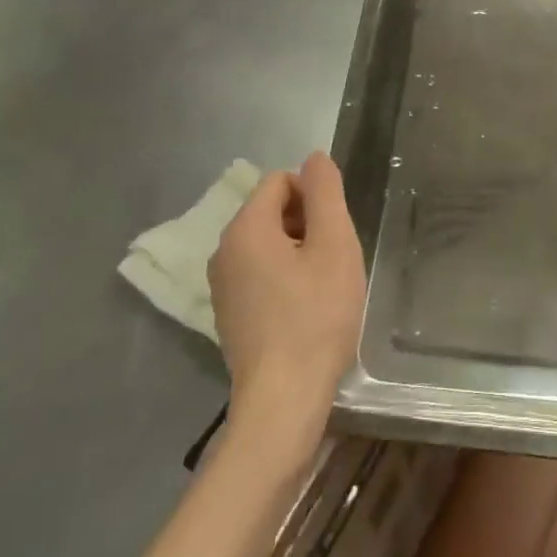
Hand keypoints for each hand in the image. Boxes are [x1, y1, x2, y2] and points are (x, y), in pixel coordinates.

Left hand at [209, 152, 365, 443]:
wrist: (284, 399)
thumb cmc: (315, 316)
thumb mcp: (334, 246)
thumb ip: (325, 194)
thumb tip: (314, 158)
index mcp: (245, 229)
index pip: (280, 181)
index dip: (314, 197)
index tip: (334, 233)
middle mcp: (223, 251)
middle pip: (271, 210)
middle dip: (307, 223)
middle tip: (333, 260)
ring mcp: (222, 285)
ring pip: (267, 243)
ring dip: (299, 251)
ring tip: (323, 286)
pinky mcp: (229, 313)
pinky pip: (259, 272)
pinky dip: (284, 277)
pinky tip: (305, 308)